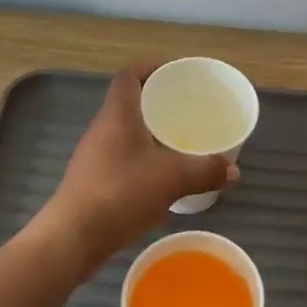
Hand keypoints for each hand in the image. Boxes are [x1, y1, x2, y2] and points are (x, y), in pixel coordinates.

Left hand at [31, 61, 238, 276]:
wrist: (72, 238)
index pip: (129, 76)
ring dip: (150, 132)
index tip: (175, 72)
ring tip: (179, 141)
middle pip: (129, 102)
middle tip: (186, 107)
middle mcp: (102, 128)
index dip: (151, 67)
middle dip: (157, 101)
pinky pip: (122, 157)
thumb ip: (205, 170)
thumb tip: (233, 170)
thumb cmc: (121, 193)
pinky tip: (161, 177)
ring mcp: (94, 156)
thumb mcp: (172, 179)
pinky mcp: (92, 181)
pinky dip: (142, 158)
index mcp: (118, 114)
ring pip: (125, 132)